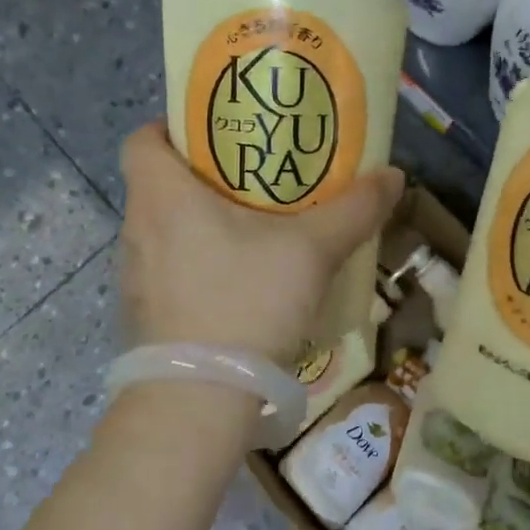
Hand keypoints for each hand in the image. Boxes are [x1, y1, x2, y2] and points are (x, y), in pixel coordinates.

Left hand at [118, 122, 405, 366]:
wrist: (199, 403)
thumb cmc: (245, 301)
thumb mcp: (312, 250)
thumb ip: (354, 209)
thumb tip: (394, 176)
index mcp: (163, 196)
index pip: (142, 139)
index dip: (172, 127)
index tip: (216, 136)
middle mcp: (138, 229)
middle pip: (159, 183)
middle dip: (205, 176)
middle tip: (256, 179)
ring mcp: (134, 277)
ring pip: (165, 229)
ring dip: (202, 223)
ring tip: (254, 231)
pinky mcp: (144, 315)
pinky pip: (168, 270)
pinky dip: (198, 265)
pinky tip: (240, 285)